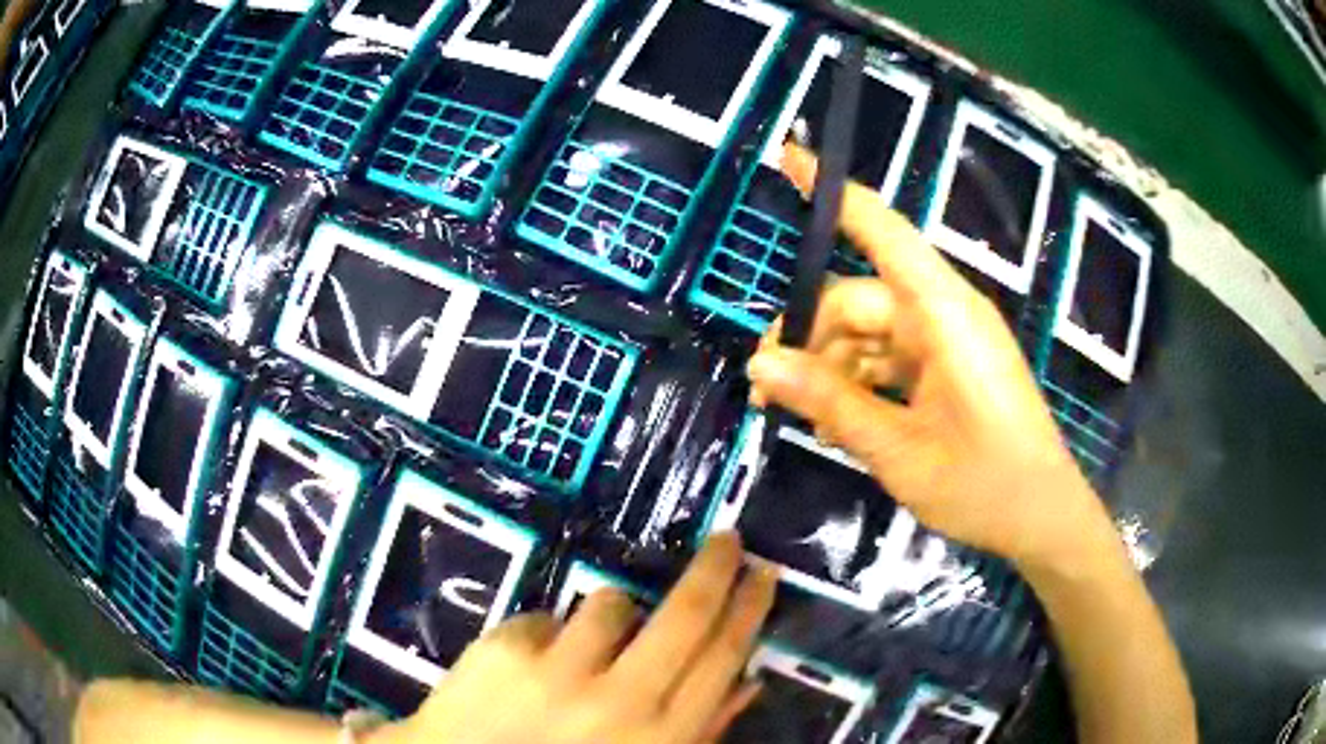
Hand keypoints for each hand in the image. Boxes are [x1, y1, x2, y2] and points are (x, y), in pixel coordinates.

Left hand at [376, 534, 775, 743]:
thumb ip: (698, 730)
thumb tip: (748, 682)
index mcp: (659, 737)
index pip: (721, 659)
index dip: (748, 610)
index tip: (763, 573)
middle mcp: (618, 701)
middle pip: (683, 617)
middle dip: (713, 570)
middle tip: (728, 540)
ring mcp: (557, 671)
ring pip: (611, 603)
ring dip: (610, 619)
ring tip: (586, 652)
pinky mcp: (505, 648)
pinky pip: (549, 616)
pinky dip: (550, 637)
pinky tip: (531, 670)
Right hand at [747, 143, 1113, 567]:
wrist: (1042, 519)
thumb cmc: (984, 485)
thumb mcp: (899, 451)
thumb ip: (831, 403)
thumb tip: (760, 367)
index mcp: (944, 314)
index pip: (883, 232)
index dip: (835, 194)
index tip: (788, 156)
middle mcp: (945, 314)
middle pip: (859, 299)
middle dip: (810, 338)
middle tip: (769, 391)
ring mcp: (949, 342)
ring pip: (869, 333)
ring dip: (831, 369)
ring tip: (803, 421)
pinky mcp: (950, 368)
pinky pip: (890, 359)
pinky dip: (859, 384)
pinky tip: (836, 425)